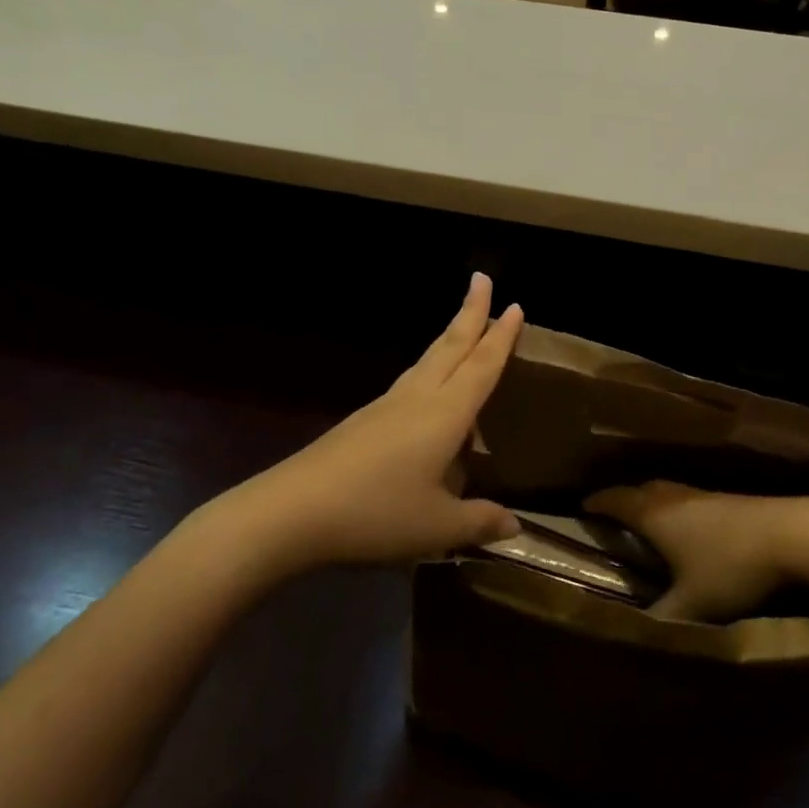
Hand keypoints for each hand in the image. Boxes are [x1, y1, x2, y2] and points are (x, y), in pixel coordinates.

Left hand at [224, 274, 524, 572]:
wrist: (293, 511)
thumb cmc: (375, 513)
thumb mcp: (437, 527)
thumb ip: (479, 522)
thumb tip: (515, 526)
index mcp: (444, 415)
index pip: (481, 367)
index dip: (500, 338)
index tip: (514, 305)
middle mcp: (416, 399)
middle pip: (449, 347)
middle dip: (470, 312)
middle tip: (482, 279)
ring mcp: (385, 407)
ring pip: (426, 361)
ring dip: (448, 339)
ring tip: (462, 327)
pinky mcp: (363, 421)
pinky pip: (408, 383)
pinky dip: (429, 370)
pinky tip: (426, 387)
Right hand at [586, 482, 808, 621]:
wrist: (791, 534)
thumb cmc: (730, 566)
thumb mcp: (692, 603)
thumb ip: (662, 618)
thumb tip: (636, 632)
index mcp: (654, 515)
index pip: (615, 500)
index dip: (597, 503)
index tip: (582, 507)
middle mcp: (673, 497)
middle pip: (640, 490)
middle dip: (624, 501)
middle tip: (613, 516)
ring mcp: (704, 494)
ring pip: (667, 493)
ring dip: (653, 504)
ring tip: (650, 523)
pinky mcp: (730, 499)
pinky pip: (690, 500)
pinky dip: (679, 511)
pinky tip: (691, 530)